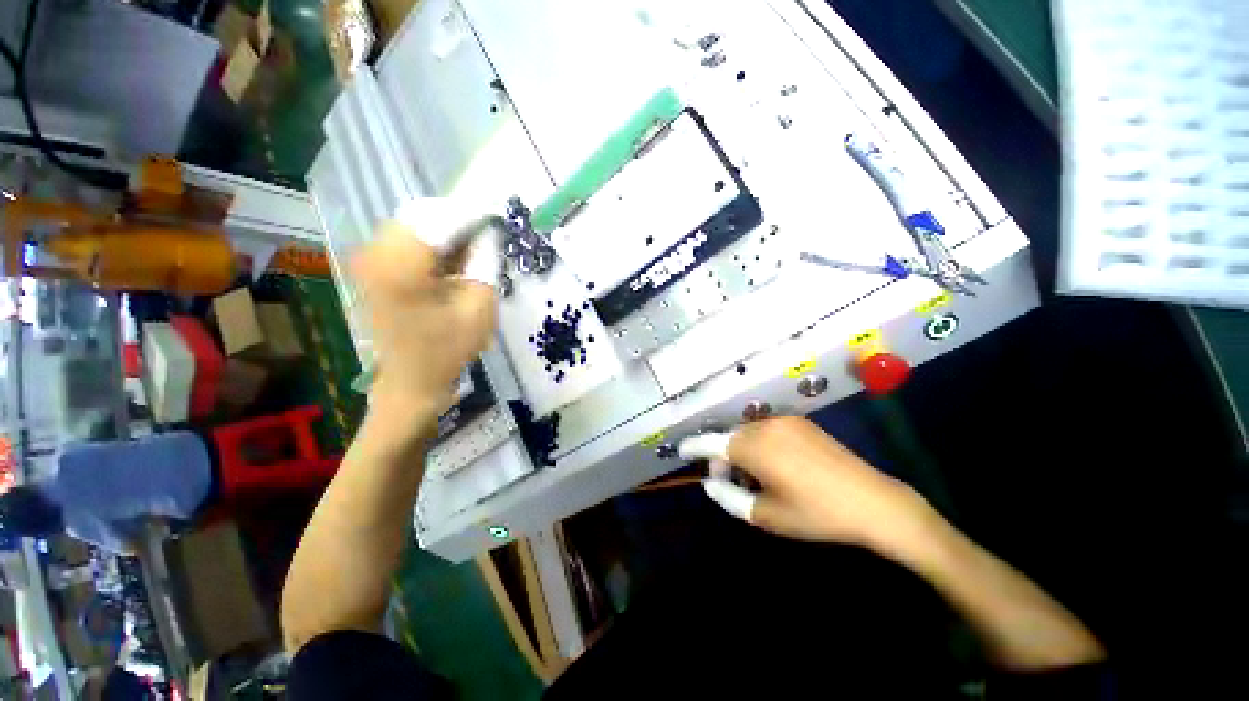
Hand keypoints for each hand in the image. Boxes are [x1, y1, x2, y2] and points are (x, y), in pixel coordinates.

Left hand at [351, 221, 497, 440]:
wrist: (410, 382)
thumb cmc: (448, 350)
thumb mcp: (479, 307)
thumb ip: (485, 262)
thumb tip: (488, 234)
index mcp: (401, 265)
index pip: (440, 219)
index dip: (472, 214)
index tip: (498, 216)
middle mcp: (375, 253)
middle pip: (422, 215)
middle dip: (457, 221)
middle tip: (486, 237)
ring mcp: (369, 259)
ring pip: (413, 224)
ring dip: (445, 232)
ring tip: (472, 252)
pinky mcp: (373, 268)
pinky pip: (406, 240)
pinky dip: (433, 244)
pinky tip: (452, 262)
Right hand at [679, 416, 934, 551]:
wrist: (873, 502)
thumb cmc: (815, 514)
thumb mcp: (765, 515)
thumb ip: (729, 497)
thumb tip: (709, 483)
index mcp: (752, 447)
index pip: (711, 443)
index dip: (693, 446)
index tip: (681, 450)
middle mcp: (764, 426)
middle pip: (729, 438)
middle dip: (722, 458)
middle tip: (729, 483)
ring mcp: (785, 421)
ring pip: (747, 433)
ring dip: (741, 451)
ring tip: (755, 479)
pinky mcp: (801, 423)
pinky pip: (767, 430)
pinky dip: (759, 445)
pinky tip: (775, 466)